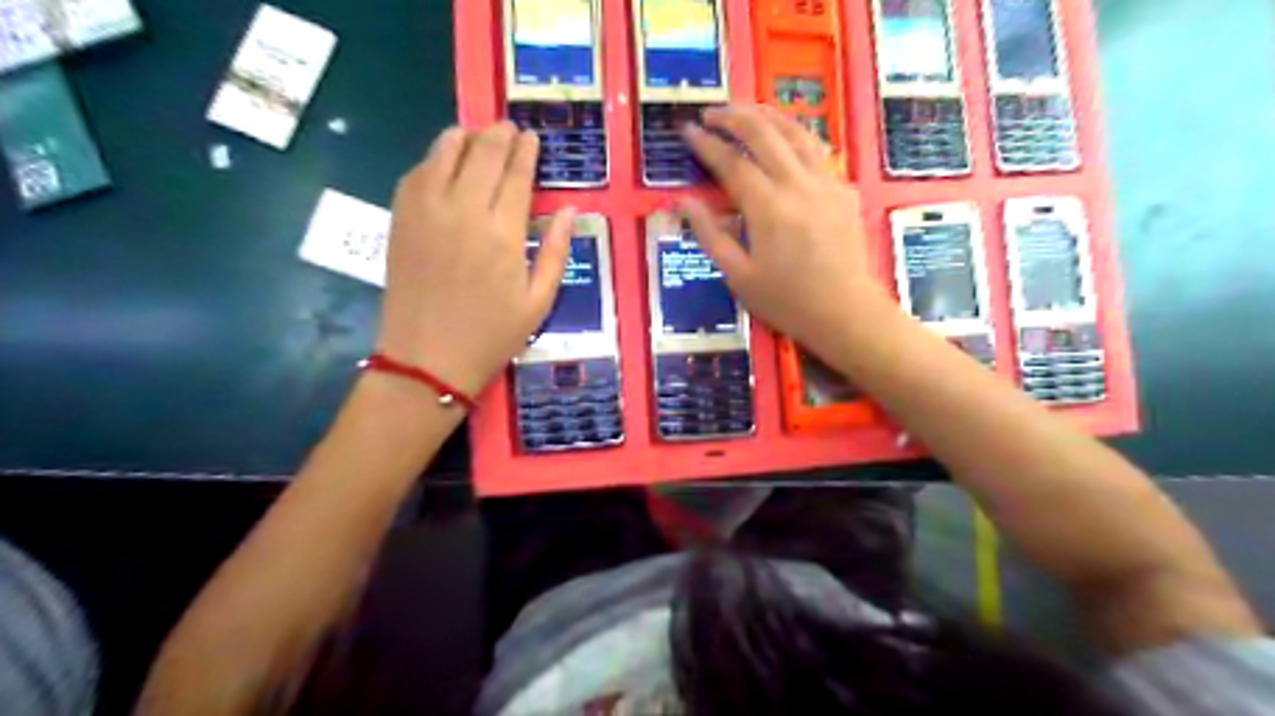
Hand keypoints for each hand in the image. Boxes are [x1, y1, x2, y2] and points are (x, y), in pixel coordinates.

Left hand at [375, 126, 576, 400]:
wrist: (427, 359)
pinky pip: (417, 172)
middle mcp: (463, 210)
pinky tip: (444, 163)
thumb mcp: (539, 302)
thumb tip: (569, 211)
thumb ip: (555, 251)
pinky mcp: (399, 219)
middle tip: (508, 128)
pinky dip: (434, 159)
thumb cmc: (492, 336)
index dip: (525, 152)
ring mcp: (425, 211)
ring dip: (465, 138)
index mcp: (502, 233)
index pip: (516, 175)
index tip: (531, 138)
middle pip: (482, 154)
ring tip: (477, 137)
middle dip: (498, 135)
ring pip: (444, 152)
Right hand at [676, 104, 888, 354]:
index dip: (706, 143)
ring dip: (767, 115)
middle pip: (763, 133)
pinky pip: (817, 149)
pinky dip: (795, 135)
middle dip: (733, 116)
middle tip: (711, 112)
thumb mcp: (738, 275)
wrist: (846, 313)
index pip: (731, 162)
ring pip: (796, 132)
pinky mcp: (843, 190)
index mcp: (767, 207)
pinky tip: (786, 139)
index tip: (687, 129)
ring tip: (745, 111)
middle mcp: (797, 184)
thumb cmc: (787, 301)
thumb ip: (709, 234)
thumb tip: (682, 202)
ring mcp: (825, 183)